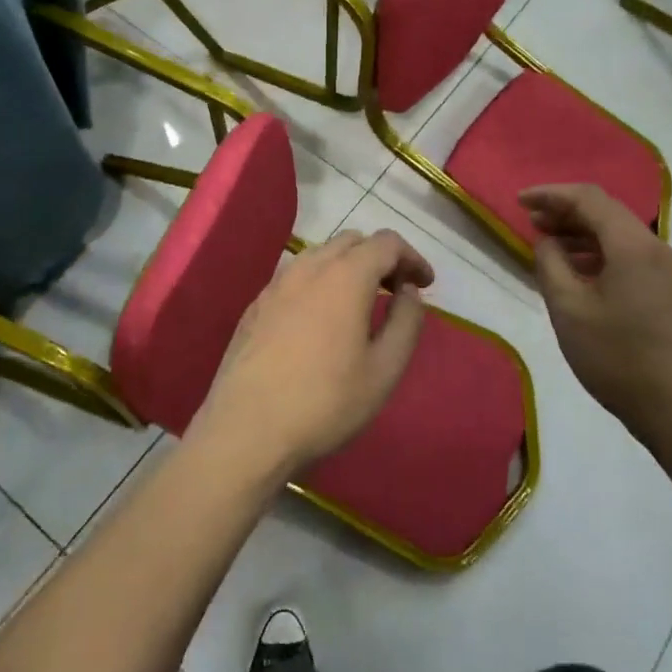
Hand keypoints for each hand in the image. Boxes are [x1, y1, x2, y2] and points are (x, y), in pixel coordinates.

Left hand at [190, 230, 434, 477]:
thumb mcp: (384, 370)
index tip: (425, 284)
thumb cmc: (325, 403)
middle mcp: (308, 268)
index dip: (412, 257)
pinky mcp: (256, 305)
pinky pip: (296, 276)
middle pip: (352, 241)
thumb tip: (408, 291)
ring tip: (361, 303)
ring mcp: (276, 284)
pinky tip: (321, 319)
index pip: (386, 243)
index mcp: (345, 276)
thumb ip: (405, 321)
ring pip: (320, 255)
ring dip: (348, 267)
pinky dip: (320, 282)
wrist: (246, 430)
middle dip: (380, 258)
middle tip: (396, 291)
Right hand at [519, 185, 671, 447]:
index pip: (589, 198)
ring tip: (550, 247)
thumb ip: (551, 264)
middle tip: (531, 222)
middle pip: (608, 213)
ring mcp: (671, 273)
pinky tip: (580, 275)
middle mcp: (658, 249)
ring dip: (583, 234)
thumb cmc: (619, 358)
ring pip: (621, 237)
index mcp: (633, 246)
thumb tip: (548, 241)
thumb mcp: (569, 310)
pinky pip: (632, 258)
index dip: (551, 194)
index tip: (520, 201)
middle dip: (567, 212)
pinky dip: (601, 255)